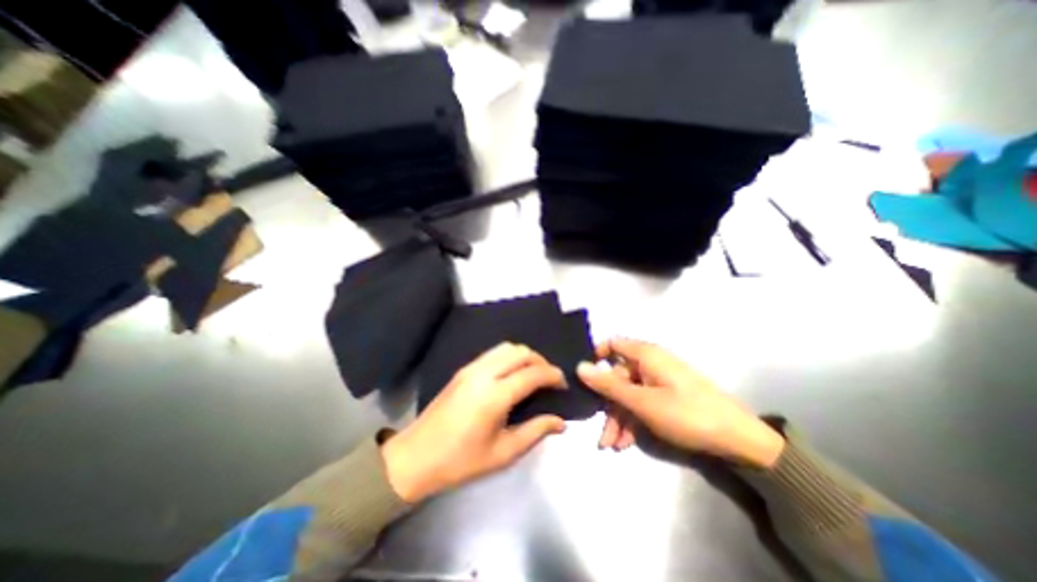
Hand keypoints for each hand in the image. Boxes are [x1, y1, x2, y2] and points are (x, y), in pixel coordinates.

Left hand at [380, 344, 566, 502]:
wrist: (416, 457)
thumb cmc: (461, 461)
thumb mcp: (503, 453)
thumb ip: (535, 431)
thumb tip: (560, 421)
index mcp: (495, 396)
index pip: (532, 374)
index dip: (553, 375)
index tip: (563, 385)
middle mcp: (483, 374)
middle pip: (521, 352)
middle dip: (541, 361)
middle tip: (549, 380)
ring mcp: (471, 368)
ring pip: (506, 347)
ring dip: (525, 356)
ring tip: (533, 375)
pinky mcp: (463, 369)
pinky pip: (493, 353)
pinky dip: (509, 357)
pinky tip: (512, 374)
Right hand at [574, 337, 786, 468]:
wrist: (740, 441)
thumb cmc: (687, 414)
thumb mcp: (642, 402)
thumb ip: (609, 385)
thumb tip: (579, 367)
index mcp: (646, 355)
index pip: (612, 344)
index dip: (596, 357)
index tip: (585, 378)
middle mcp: (651, 363)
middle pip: (618, 377)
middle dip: (607, 404)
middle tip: (600, 432)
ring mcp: (660, 381)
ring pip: (629, 394)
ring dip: (619, 418)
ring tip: (612, 445)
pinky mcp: (668, 397)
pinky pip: (643, 403)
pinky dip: (633, 420)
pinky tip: (627, 443)